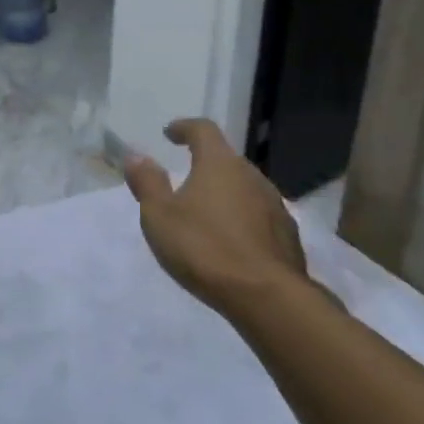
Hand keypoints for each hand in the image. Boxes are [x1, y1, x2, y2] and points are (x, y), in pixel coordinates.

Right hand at [123, 118, 309, 318]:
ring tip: (205, 214)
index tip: (170, 133)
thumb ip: (148, 183)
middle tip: (185, 180)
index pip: (203, 129)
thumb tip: (136, 155)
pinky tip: (230, 241)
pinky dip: (241, 219)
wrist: (266, 296)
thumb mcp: (160, 216)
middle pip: (226, 159)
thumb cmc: (204, 248)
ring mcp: (275, 205)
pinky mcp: (287, 234)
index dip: (185, 128)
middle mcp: (251, 175)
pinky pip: (258, 216)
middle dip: (205, 164)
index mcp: (219, 164)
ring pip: (244, 188)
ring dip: (225, 194)